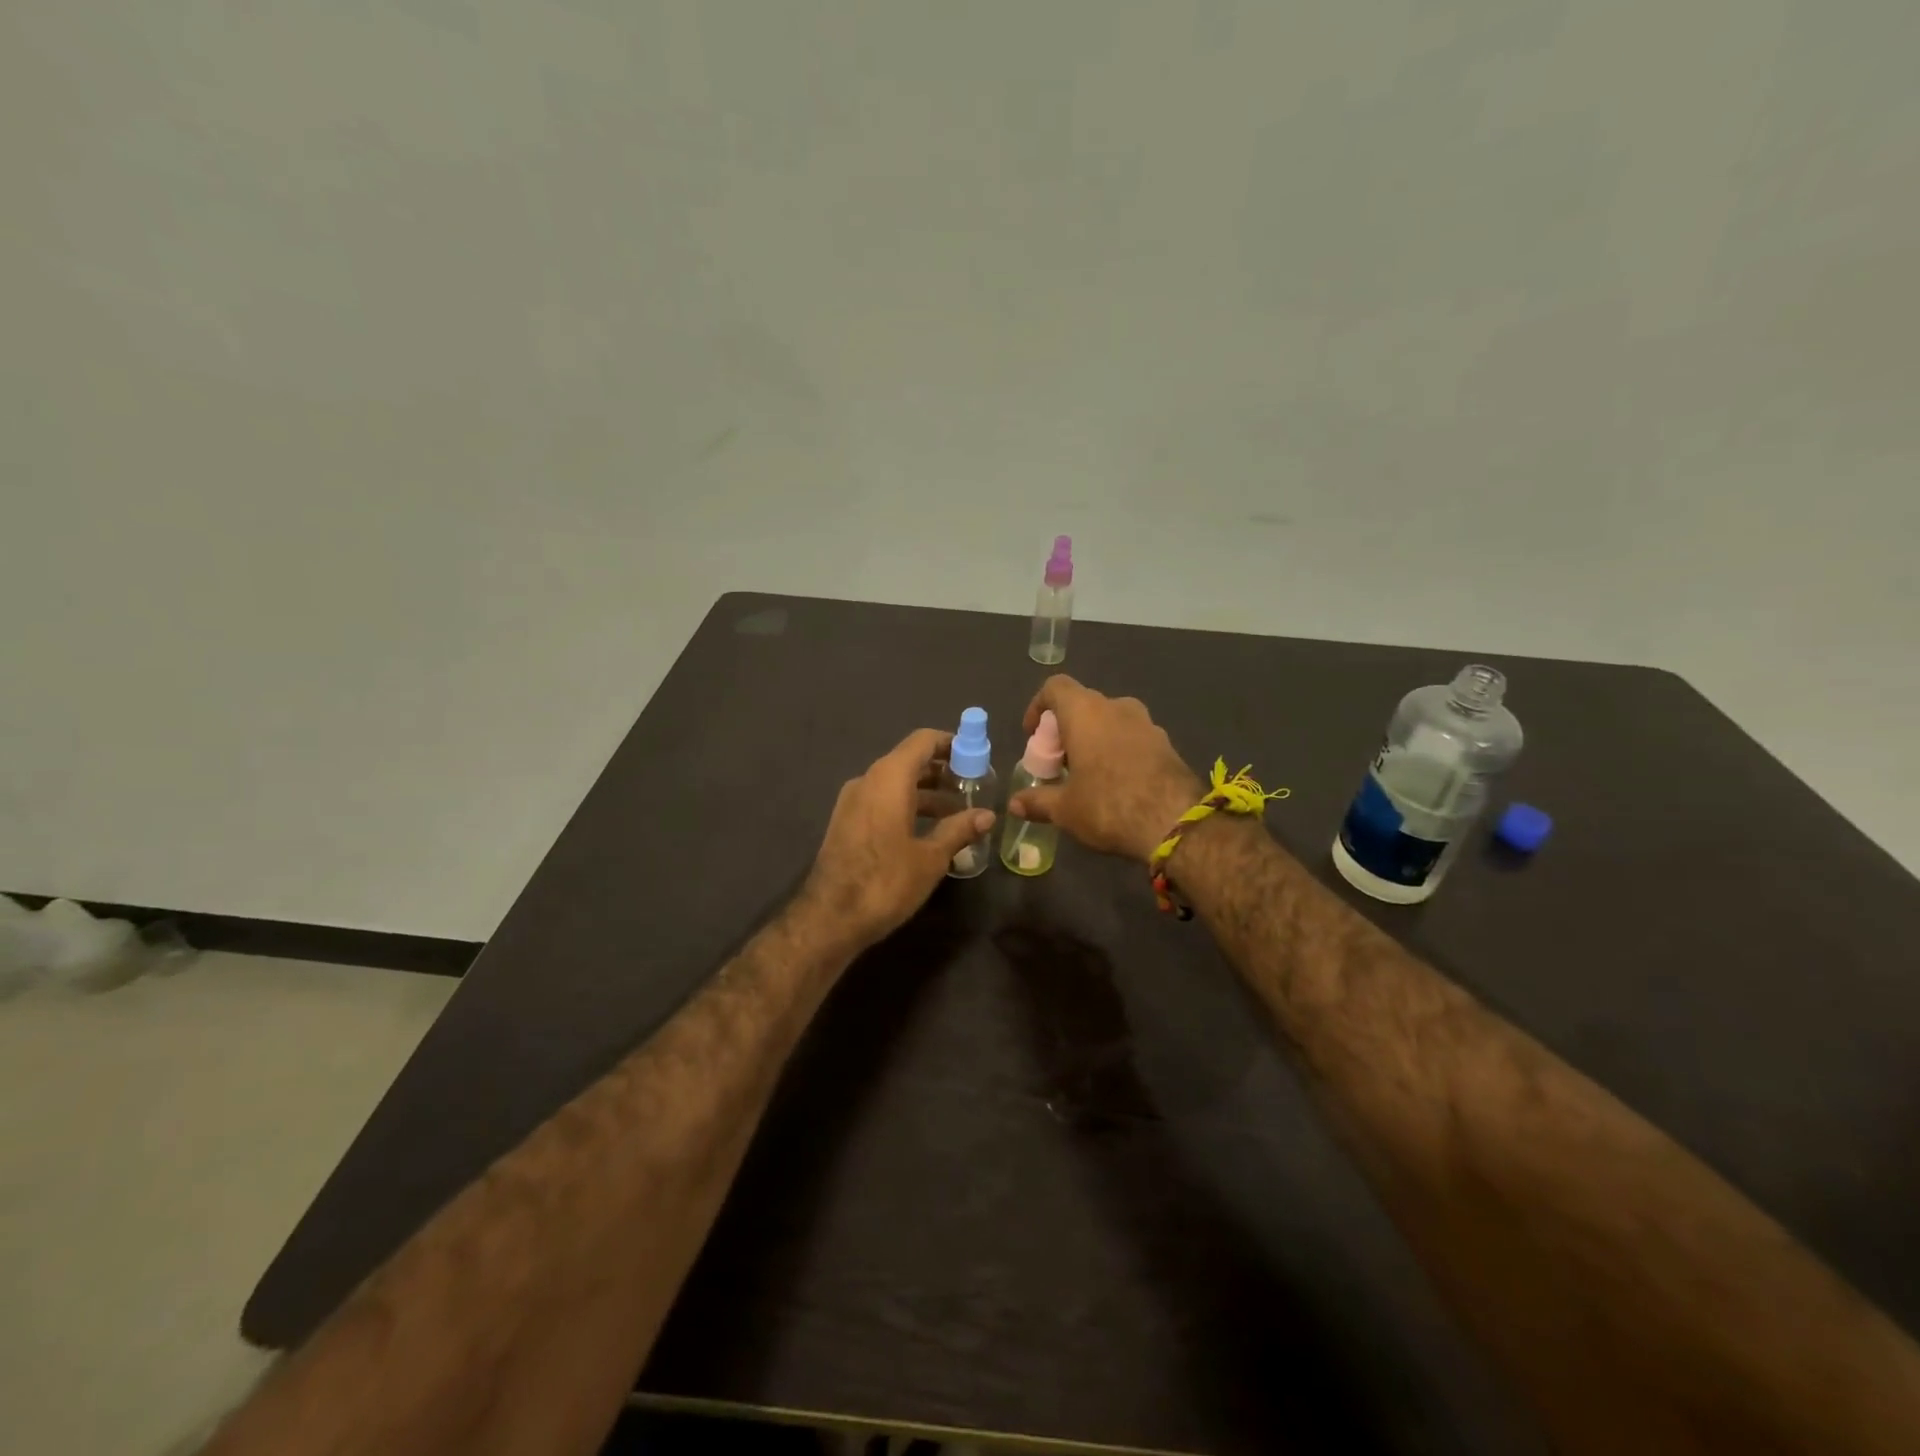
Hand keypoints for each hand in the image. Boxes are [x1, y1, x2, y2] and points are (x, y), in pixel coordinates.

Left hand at [799, 728, 995, 948]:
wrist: (830, 918)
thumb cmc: (886, 881)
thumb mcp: (931, 857)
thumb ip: (959, 830)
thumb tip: (988, 816)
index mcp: (889, 778)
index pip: (923, 741)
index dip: (951, 743)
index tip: (976, 758)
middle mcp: (868, 780)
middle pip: (910, 761)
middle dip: (943, 772)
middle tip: (973, 788)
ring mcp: (853, 801)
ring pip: (896, 783)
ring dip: (927, 793)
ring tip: (957, 813)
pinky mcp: (847, 822)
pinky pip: (882, 801)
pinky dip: (907, 806)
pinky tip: (928, 831)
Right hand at [1009, 676, 1201, 862]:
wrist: (1176, 822)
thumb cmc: (1108, 805)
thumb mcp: (1065, 809)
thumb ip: (1038, 801)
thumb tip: (1015, 804)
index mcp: (1085, 712)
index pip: (1056, 687)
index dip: (1038, 706)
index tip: (1033, 734)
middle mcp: (1116, 707)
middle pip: (1083, 704)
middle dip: (1066, 728)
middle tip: (1058, 760)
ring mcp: (1147, 723)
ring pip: (1111, 720)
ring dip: (1095, 739)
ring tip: (1087, 773)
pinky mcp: (1167, 743)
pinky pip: (1133, 738)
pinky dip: (1118, 751)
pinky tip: (1117, 783)